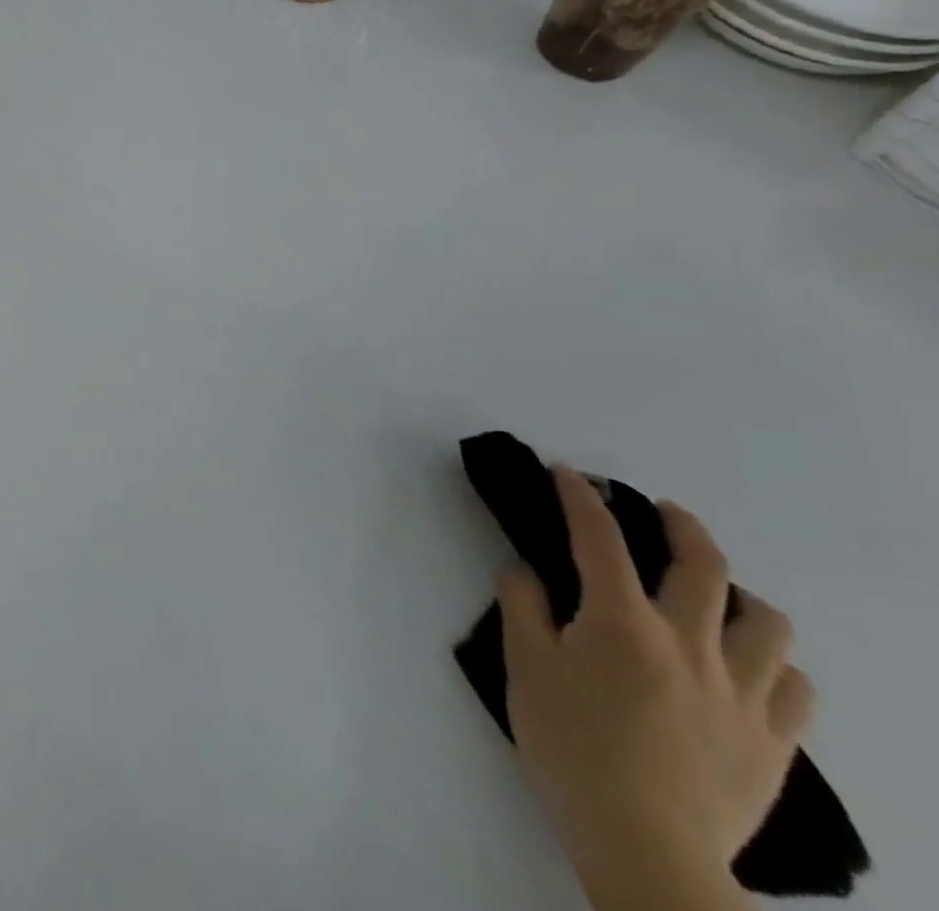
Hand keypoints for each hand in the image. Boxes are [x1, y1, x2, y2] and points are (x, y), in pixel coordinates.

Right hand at [499, 469, 814, 903]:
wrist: (646, 844)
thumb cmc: (571, 744)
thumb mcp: (523, 666)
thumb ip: (522, 606)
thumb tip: (527, 571)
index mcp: (622, 621)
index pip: (600, 538)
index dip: (581, 497)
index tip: (569, 474)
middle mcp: (689, 643)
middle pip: (704, 567)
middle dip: (682, 525)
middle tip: (662, 509)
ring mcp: (741, 693)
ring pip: (768, 624)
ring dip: (742, 595)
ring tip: (720, 594)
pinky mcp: (773, 740)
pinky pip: (796, 688)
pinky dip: (776, 663)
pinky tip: (753, 665)